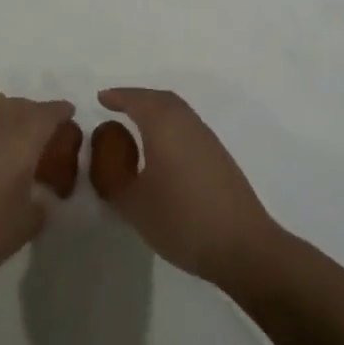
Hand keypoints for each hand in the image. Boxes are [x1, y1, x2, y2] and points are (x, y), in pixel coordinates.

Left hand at [0, 88, 75, 288]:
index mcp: (21, 139)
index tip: (68, 113)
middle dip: (31, 113)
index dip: (60, 112)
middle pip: (18, 104)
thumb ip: (40, 204)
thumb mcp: (24, 227)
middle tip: (35, 131)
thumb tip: (40, 193)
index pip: (47, 114)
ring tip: (0, 122)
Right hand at [92, 88, 279, 290]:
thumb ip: (112, 178)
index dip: (117, 97)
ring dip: (155, 111)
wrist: (242, 247)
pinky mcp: (220, 157)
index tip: (101, 98)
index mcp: (163, 125)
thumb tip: (104, 156)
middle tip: (117, 106)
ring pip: (177, 112)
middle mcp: (187, 123)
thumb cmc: (182, 220)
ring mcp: (207, 139)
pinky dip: (170, 126)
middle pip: (160, 99)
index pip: (136, 100)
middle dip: (137, 98)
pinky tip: (163, 149)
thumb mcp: (133, 204)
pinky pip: (187, 127)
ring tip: (137, 125)